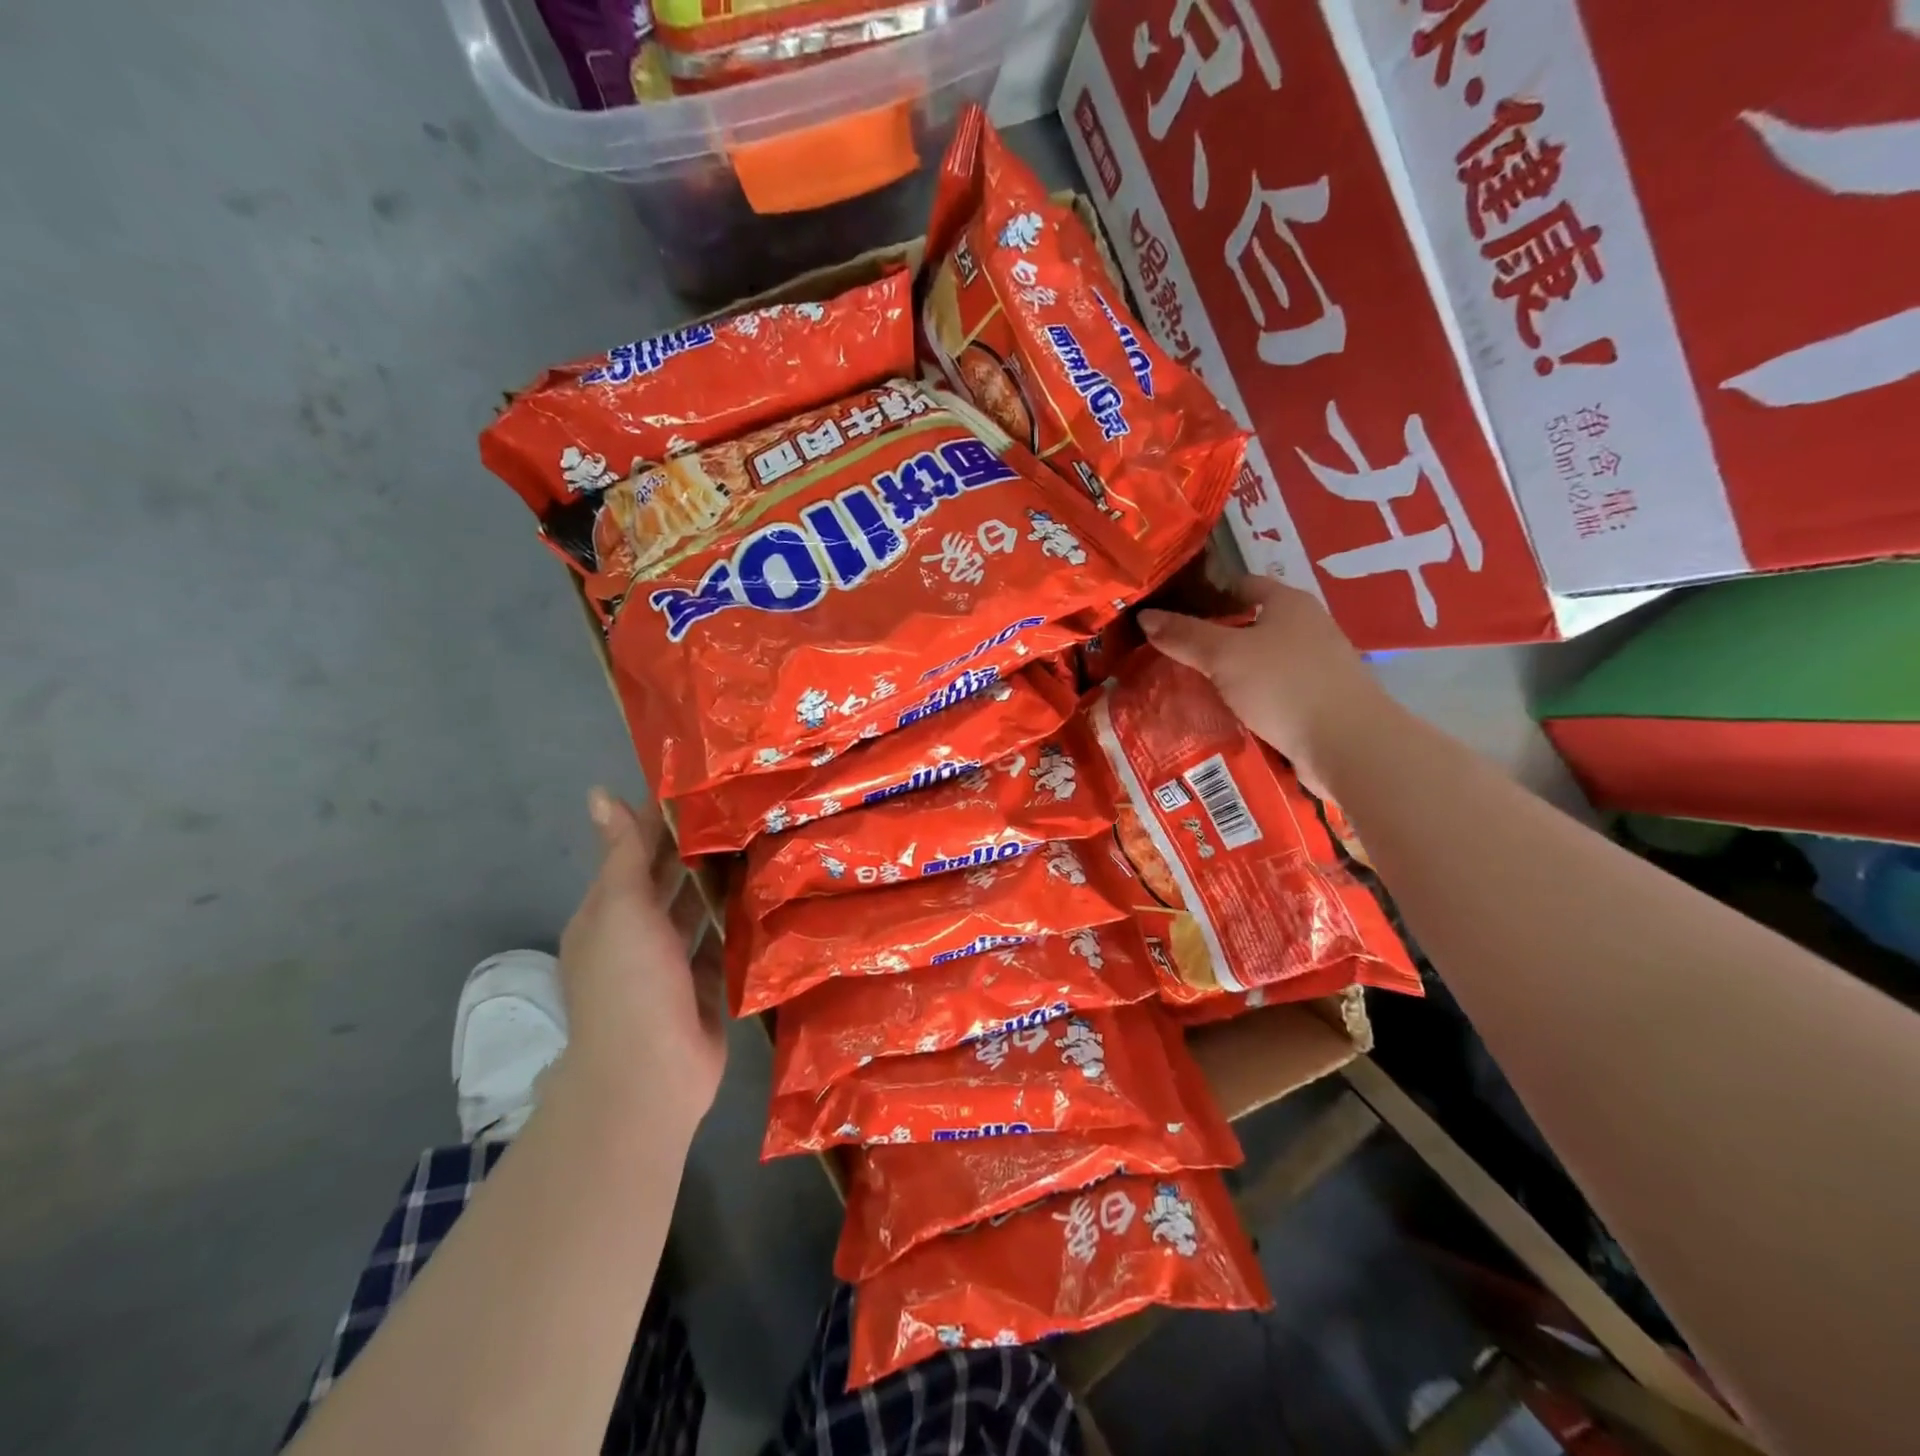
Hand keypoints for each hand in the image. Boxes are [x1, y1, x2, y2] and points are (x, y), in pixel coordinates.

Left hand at [554, 788, 727, 1142]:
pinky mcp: (704, 988)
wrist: (650, 1076)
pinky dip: (737, 924)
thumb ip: (623, 853)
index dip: (659, 819)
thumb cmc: (630, 984)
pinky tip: (765, 896)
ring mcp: (670, 965)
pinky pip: (721, 946)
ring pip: (695, 912)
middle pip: (666, 881)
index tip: (700, 784)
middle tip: (743, 808)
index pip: (633, 853)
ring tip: (760, 843)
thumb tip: (599, 792)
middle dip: (694, 848)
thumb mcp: (621, 909)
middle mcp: (636, 936)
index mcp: (607, 914)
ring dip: (718, 884)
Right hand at [1137, 576, 1385, 794]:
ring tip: (1185, 686)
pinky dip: (1244, 700)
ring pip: (1257, 662)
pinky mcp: (1316, 701)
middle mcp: (1306, 627)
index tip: (1168, 613)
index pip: (1239, 585)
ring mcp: (1314, 666)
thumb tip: (1145, 617)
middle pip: (1248, 625)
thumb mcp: (1225, 656)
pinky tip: (1219, 714)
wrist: (1348, 744)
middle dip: (1210, 639)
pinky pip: (1269, 693)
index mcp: (1288, 602)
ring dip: (1226, 673)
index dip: (1203, 594)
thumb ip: (1185, 636)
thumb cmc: (1285, 685)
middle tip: (1168, 653)